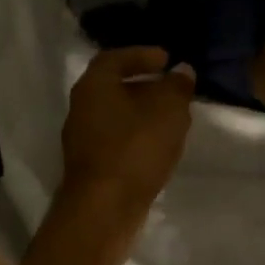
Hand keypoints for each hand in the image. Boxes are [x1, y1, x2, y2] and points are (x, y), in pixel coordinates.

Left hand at [60, 47, 195, 233]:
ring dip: (143, 112)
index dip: (141, 54)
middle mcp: (82, 108)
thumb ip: (177, 86)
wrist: (104, 209)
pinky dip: (138, 134)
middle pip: (114, 86)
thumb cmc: (135, 148)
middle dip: (145, 84)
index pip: (114, 58)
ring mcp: (83, 139)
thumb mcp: (168, 110)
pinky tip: (159, 144)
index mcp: (94, 86)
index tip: (166, 59)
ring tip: (172, 116)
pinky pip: (117, 139)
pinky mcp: (91, 166)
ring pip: (116, 115)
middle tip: (173, 87)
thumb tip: (182, 71)